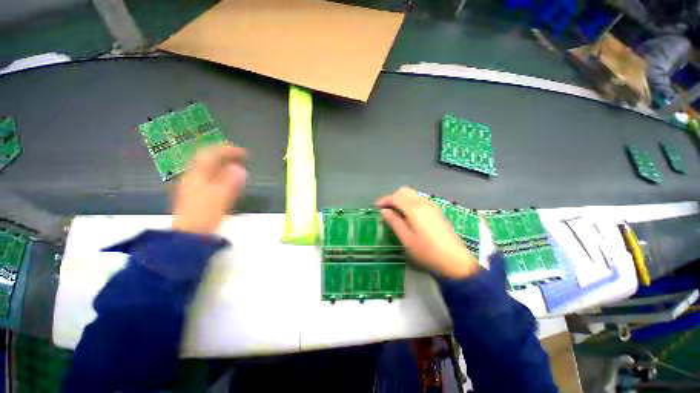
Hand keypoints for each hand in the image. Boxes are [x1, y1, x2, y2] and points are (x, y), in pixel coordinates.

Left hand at [172, 144, 246, 233]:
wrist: (190, 235)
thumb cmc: (204, 215)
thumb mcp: (220, 197)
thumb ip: (230, 181)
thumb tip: (240, 168)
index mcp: (197, 175)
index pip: (210, 154)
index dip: (227, 150)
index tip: (244, 153)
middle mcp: (193, 177)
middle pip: (207, 160)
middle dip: (225, 156)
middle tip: (241, 157)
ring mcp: (193, 186)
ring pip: (209, 169)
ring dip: (223, 165)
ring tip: (237, 166)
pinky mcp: (197, 195)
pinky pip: (210, 178)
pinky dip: (221, 175)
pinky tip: (229, 180)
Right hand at [375, 187, 478, 278]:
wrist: (456, 261)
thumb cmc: (427, 252)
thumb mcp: (406, 239)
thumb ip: (394, 222)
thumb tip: (384, 211)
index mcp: (414, 209)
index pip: (395, 197)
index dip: (384, 200)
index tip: (376, 207)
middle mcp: (423, 203)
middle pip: (404, 191)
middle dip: (393, 197)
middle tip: (386, 210)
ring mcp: (432, 206)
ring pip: (412, 194)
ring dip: (401, 199)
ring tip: (395, 213)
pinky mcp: (436, 211)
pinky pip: (419, 200)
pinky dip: (410, 202)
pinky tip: (409, 215)